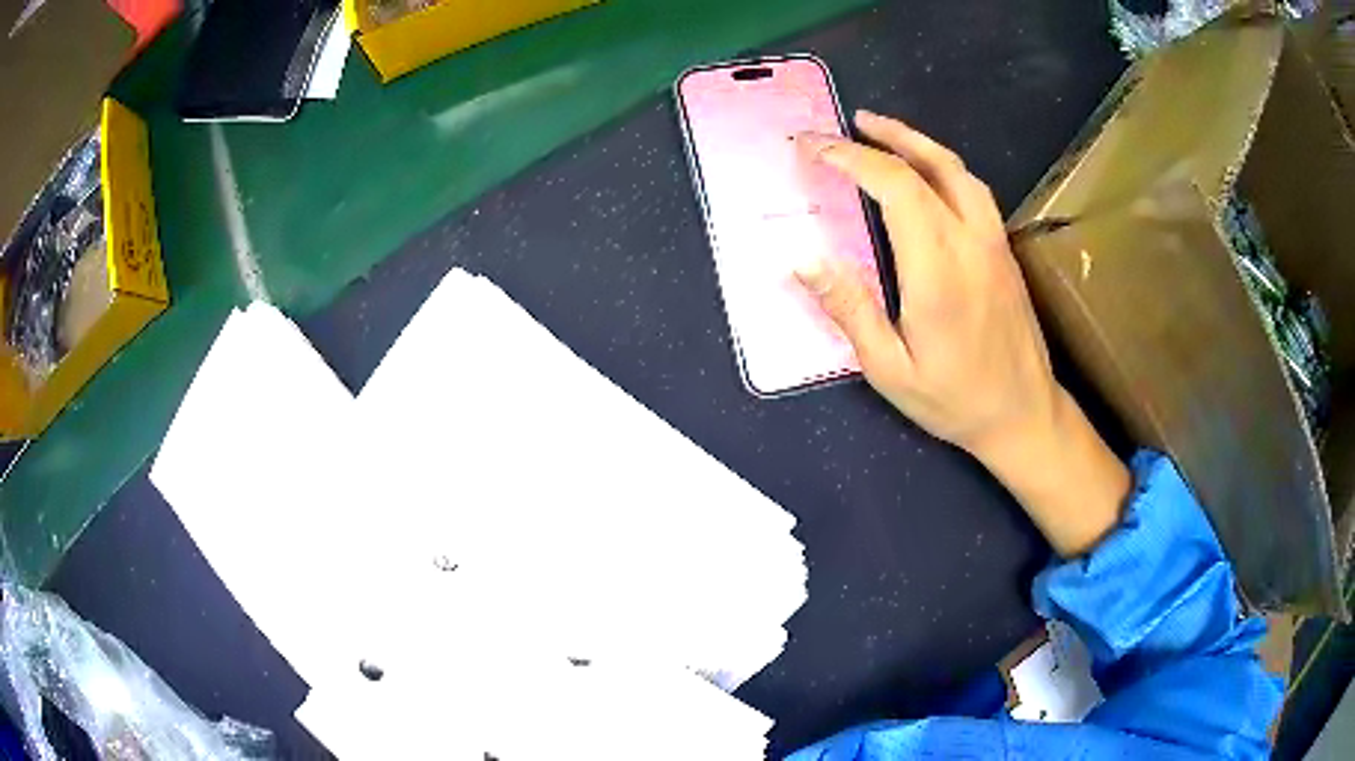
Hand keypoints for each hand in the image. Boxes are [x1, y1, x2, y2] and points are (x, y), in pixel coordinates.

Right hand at [795, 111, 1129, 556]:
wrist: (1025, 415)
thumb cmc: (955, 400)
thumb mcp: (890, 370)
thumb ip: (849, 309)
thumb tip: (803, 260)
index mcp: (938, 269)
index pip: (895, 186)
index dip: (850, 157)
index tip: (813, 148)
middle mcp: (971, 242)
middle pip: (929, 164)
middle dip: (882, 137)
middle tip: (846, 125)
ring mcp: (994, 243)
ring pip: (959, 170)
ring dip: (918, 142)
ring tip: (882, 133)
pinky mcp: (1004, 251)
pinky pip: (973, 190)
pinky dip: (941, 165)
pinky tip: (924, 173)